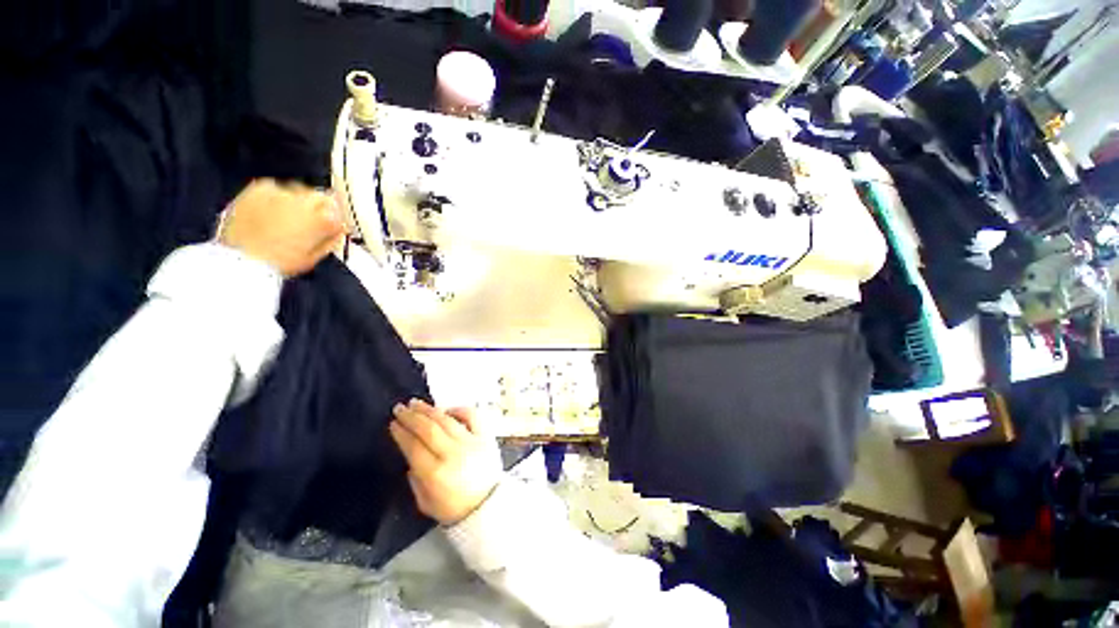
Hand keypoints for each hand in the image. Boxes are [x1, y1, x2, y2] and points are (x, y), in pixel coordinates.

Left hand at [218, 179, 343, 276]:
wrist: (242, 258)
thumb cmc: (281, 262)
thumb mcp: (314, 257)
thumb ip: (330, 239)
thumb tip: (339, 229)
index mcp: (323, 219)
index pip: (339, 212)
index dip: (336, 220)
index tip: (332, 226)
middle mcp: (305, 201)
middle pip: (320, 196)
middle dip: (319, 207)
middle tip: (311, 220)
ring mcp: (281, 193)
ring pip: (298, 190)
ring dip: (298, 200)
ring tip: (289, 215)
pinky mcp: (259, 189)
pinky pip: (274, 187)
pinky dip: (276, 195)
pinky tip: (270, 209)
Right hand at [390, 400, 501, 525]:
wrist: (488, 505)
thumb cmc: (455, 508)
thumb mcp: (426, 503)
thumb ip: (415, 480)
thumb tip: (411, 457)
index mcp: (436, 474)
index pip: (414, 447)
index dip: (402, 433)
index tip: (393, 423)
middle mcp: (453, 454)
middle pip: (429, 429)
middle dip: (411, 417)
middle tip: (399, 408)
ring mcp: (471, 442)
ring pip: (447, 420)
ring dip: (430, 410)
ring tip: (416, 403)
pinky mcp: (485, 436)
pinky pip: (472, 416)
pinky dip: (459, 409)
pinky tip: (447, 409)